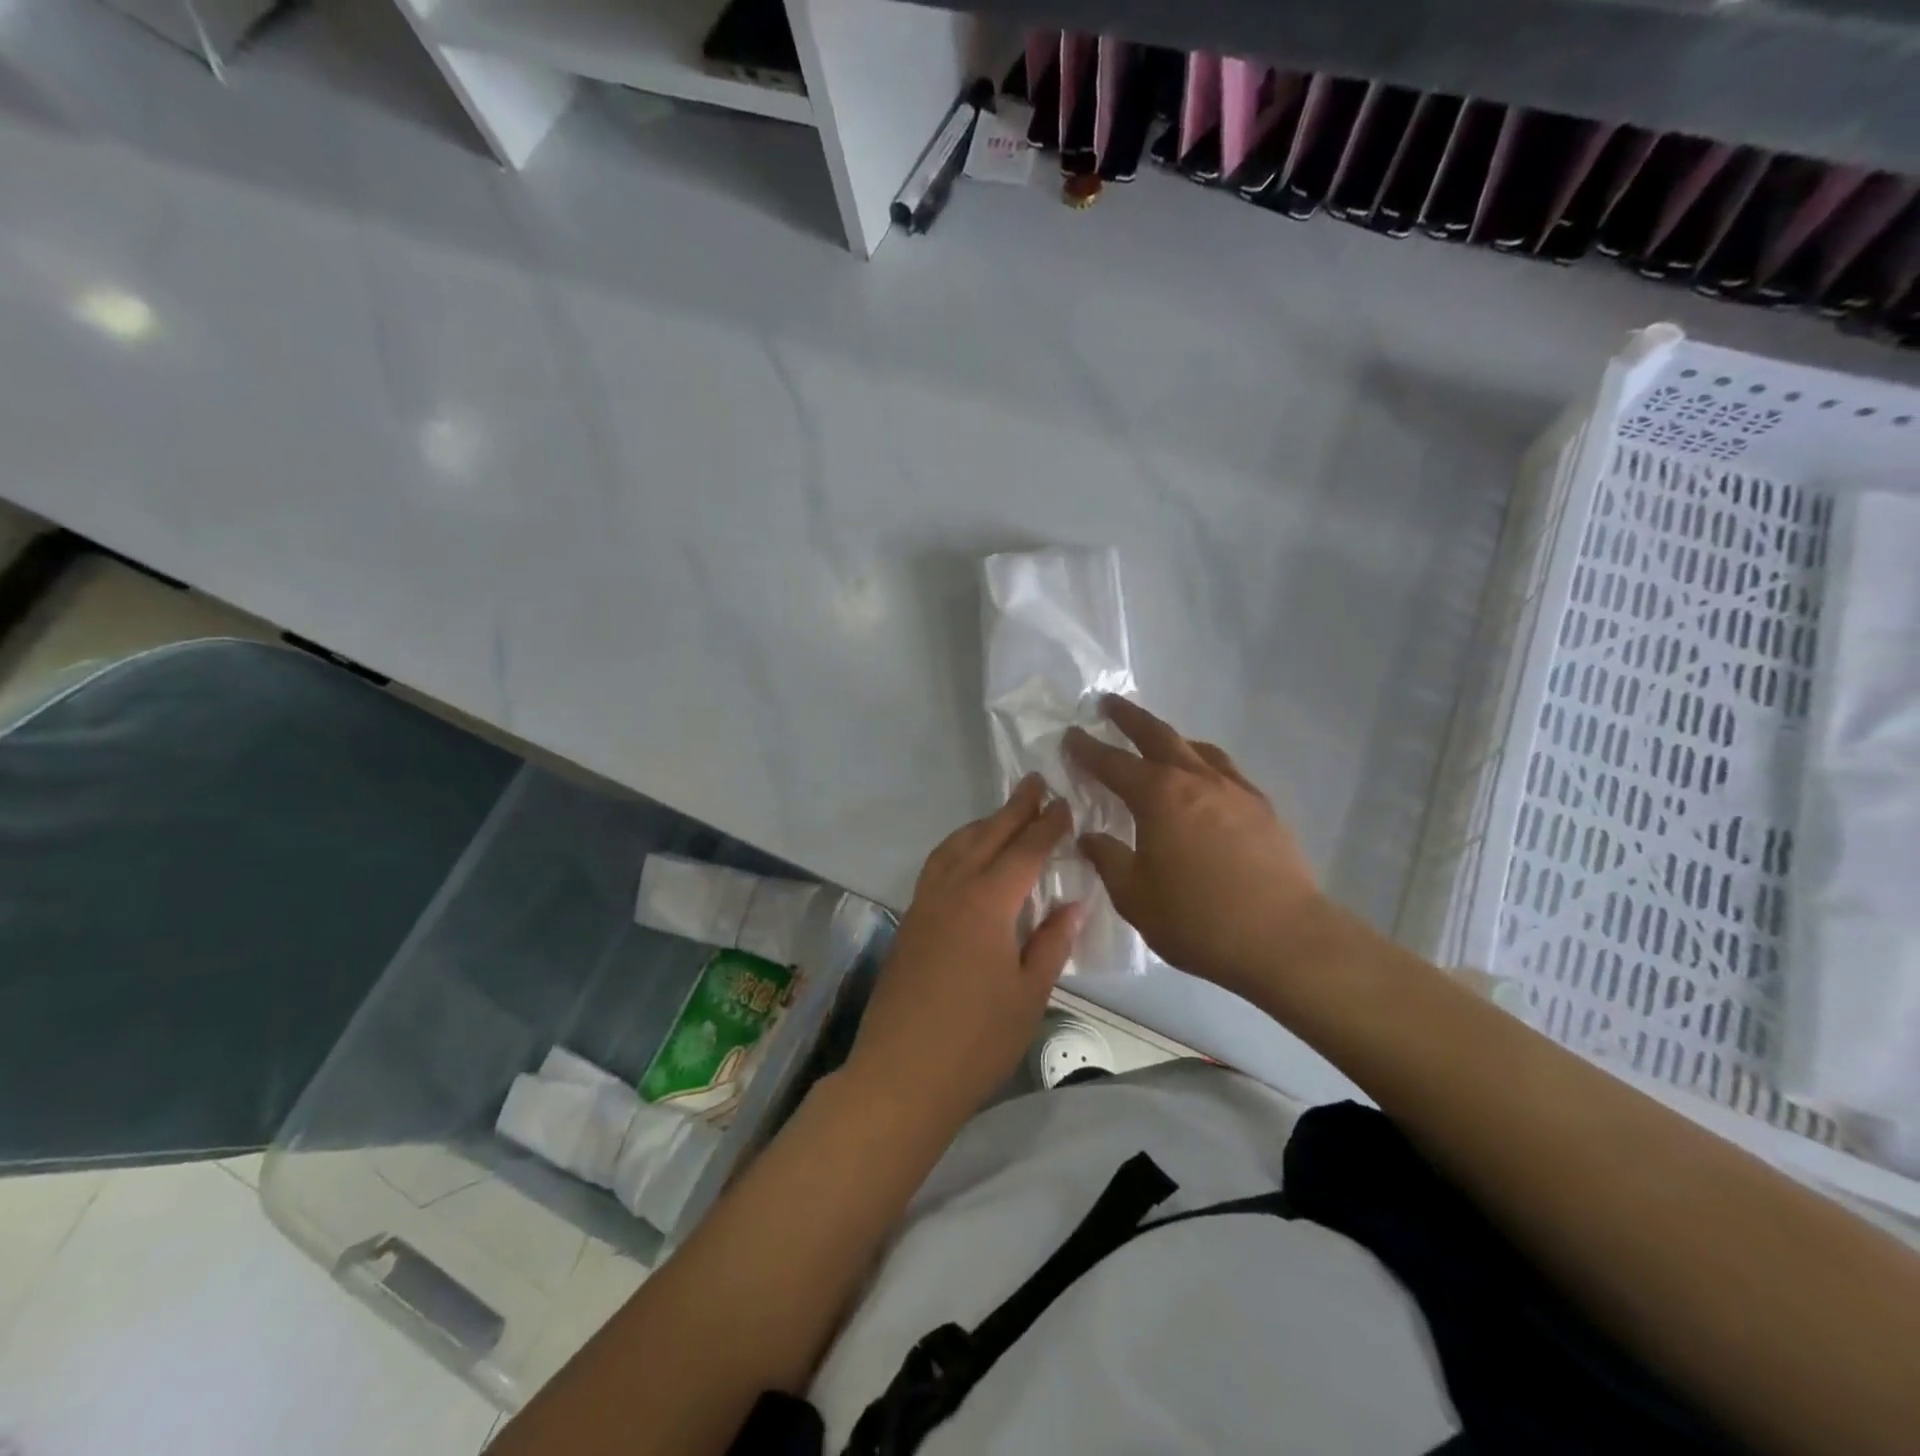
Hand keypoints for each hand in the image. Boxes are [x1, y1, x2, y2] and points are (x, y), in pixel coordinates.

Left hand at [845, 775, 1081, 1131]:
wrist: (901, 1075)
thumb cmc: (976, 1040)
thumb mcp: (1029, 994)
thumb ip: (1051, 943)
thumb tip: (1072, 903)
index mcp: (987, 903)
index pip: (1024, 851)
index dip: (1047, 826)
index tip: (1065, 803)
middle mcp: (952, 890)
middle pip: (987, 837)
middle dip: (1014, 809)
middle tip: (1035, 783)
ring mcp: (924, 904)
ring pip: (955, 847)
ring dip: (982, 825)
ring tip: (1003, 814)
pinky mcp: (909, 922)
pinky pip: (937, 867)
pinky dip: (958, 848)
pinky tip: (966, 859)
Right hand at [1064, 697, 1327, 998]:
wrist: (1283, 938)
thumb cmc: (1198, 919)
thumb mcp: (1135, 896)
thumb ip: (1108, 860)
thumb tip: (1090, 836)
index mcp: (1158, 797)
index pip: (1113, 763)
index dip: (1088, 748)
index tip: (1071, 734)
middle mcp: (1196, 780)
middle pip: (1157, 736)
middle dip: (1129, 718)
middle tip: (1108, 703)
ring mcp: (1234, 790)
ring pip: (1196, 749)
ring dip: (1170, 738)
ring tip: (1158, 740)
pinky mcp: (1262, 808)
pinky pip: (1225, 770)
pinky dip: (1204, 762)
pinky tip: (1204, 779)